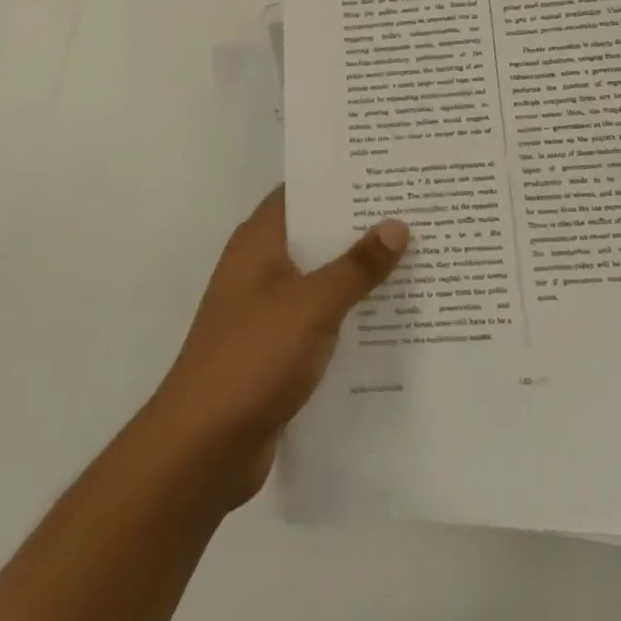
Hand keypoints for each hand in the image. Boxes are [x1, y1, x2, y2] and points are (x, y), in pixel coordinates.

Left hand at [144, 186, 409, 508]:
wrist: (203, 449)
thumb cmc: (252, 357)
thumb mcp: (311, 305)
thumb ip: (356, 267)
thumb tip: (397, 224)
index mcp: (259, 241)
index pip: (302, 192)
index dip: (340, 179)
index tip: (386, 171)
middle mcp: (261, 267)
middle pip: (316, 234)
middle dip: (360, 226)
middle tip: (415, 211)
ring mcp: (267, 309)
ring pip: (321, 278)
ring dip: (359, 272)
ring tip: (417, 257)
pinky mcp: (277, 349)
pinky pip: (321, 318)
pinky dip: (350, 314)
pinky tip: (393, 316)